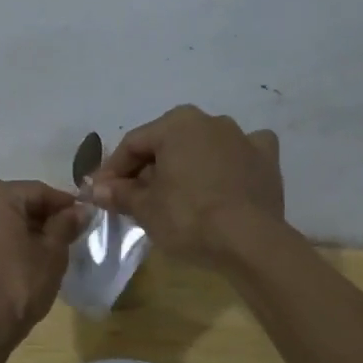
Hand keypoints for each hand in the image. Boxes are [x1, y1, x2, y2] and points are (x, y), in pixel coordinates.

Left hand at [0, 180, 88, 345]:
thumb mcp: (51, 254)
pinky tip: (20, 257)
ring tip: (47, 248)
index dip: (64, 204)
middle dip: (42, 215)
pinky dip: (2, 238)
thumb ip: (66, 225)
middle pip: (16, 201)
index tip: (85, 216)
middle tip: (68, 234)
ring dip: (22, 227)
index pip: (38, 191)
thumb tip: (81, 209)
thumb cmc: (16, 286)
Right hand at [86, 105, 283, 264]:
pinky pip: (240, 154)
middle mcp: (209, 121)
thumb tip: (96, 189)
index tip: (101, 192)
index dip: (113, 170)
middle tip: (134, 198)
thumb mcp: (145, 208)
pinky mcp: (266, 160)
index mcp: (176, 124)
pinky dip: (229, 163)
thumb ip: (119, 193)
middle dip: (148, 169)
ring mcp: (242, 138)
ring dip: (186, 165)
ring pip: (202, 146)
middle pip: (167, 144)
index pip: (133, 144)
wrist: (250, 242)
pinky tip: (225, 179)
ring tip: (175, 195)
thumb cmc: (189, 217)